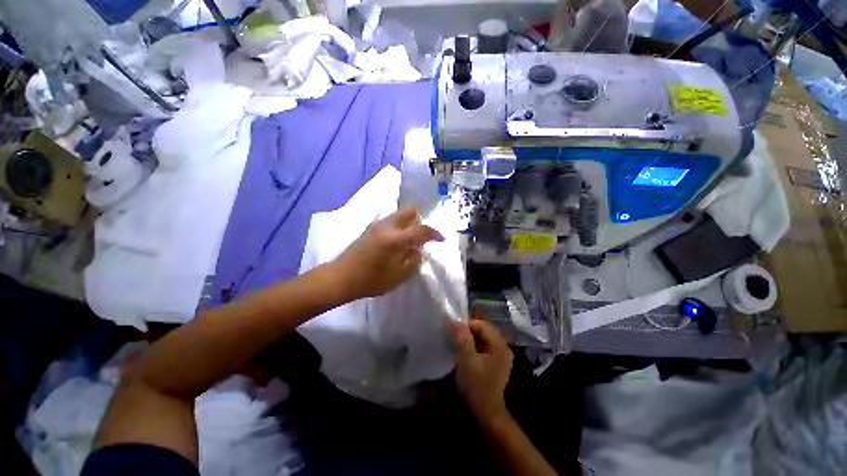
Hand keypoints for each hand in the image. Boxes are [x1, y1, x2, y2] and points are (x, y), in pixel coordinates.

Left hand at [333, 206, 442, 299]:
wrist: (341, 277)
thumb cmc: (372, 280)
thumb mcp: (399, 275)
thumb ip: (413, 259)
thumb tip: (417, 249)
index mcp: (396, 239)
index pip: (421, 230)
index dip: (434, 233)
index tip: (441, 239)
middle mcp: (387, 226)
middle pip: (410, 211)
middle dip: (420, 221)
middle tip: (421, 237)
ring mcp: (377, 225)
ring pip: (399, 215)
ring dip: (408, 224)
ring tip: (409, 241)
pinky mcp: (370, 228)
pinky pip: (390, 221)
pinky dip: (398, 226)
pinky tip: (396, 242)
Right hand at [448, 319, 513, 421]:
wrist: (487, 413)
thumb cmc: (477, 386)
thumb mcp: (466, 361)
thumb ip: (461, 339)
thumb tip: (454, 320)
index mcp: (499, 345)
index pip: (482, 325)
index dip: (467, 324)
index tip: (453, 330)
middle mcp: (504, 347)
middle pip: (484, 330)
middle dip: (468, 331)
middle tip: (454, 336)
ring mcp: (501, 355)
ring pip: (483, 338)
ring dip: (470, 338)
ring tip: (458, 343)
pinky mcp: (497, 362)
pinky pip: (484, 346)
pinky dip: (474, 346)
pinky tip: (466, 352)